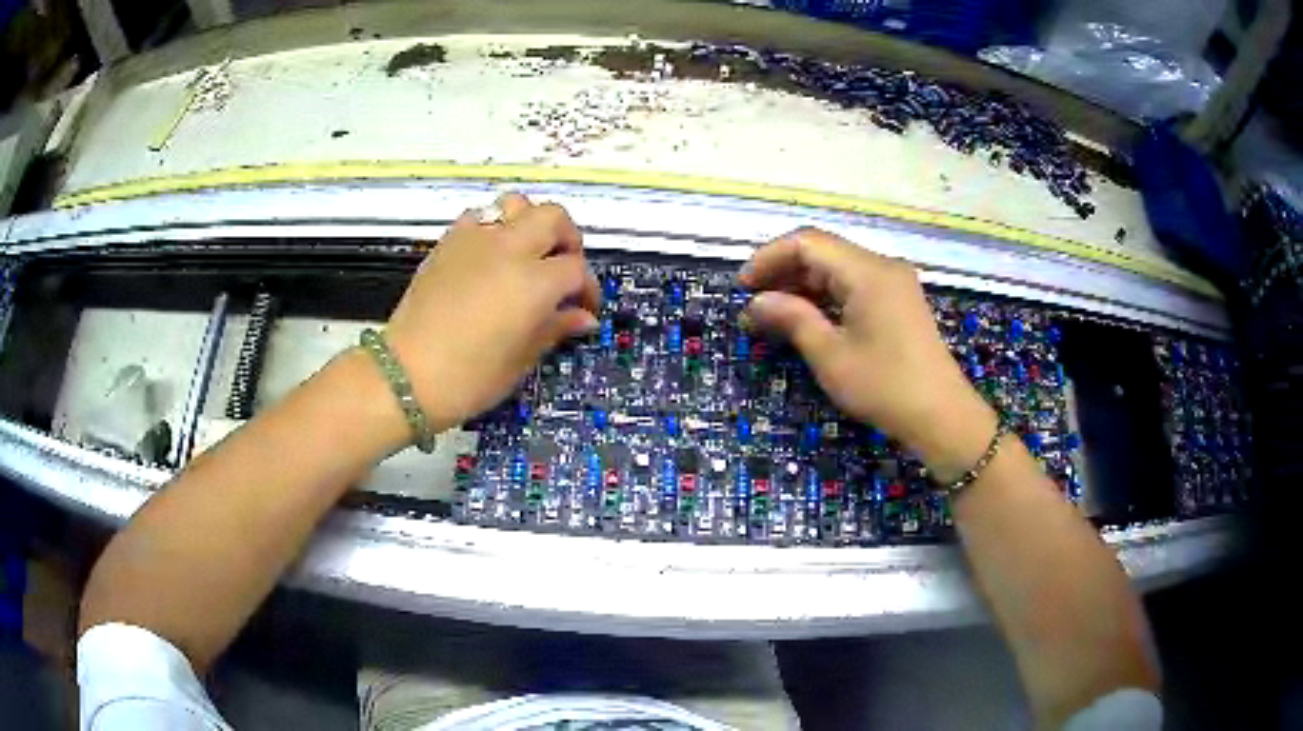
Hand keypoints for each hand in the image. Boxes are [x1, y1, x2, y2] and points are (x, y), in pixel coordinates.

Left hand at [385, 193, 599, 430]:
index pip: (576, 268)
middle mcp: (509, 249)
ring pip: (517, 205)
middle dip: (567, 240)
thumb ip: (555, 328)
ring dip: (531, 223)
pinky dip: (494, 228)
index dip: (587, 288)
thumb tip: (583, 317)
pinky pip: (480, 217)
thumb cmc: (469, 378)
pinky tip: (490, 257)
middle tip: (564, 269)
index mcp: (533, 282)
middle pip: (553, 218)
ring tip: (529, 253)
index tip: (584, 309)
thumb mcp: (521, 359)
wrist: (406, 375)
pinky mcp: (448, 242)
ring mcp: (476, 239)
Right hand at [740, 227, 997, 480]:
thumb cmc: (884, 387)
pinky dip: (826, 297)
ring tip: (772, 315)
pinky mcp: (898, 302)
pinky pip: (854, 286)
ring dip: (803, 286)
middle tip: (753, 305)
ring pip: (837, 269)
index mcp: (867, 271)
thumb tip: (755, 302)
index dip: (769, 258)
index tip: (742, 288)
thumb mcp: (831, 355)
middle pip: (823, 252)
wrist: (942, 416)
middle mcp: (882, 266)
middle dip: (783, 273)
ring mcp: (893, 283)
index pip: (807, 243)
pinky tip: (806, 319)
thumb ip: (792, 318)